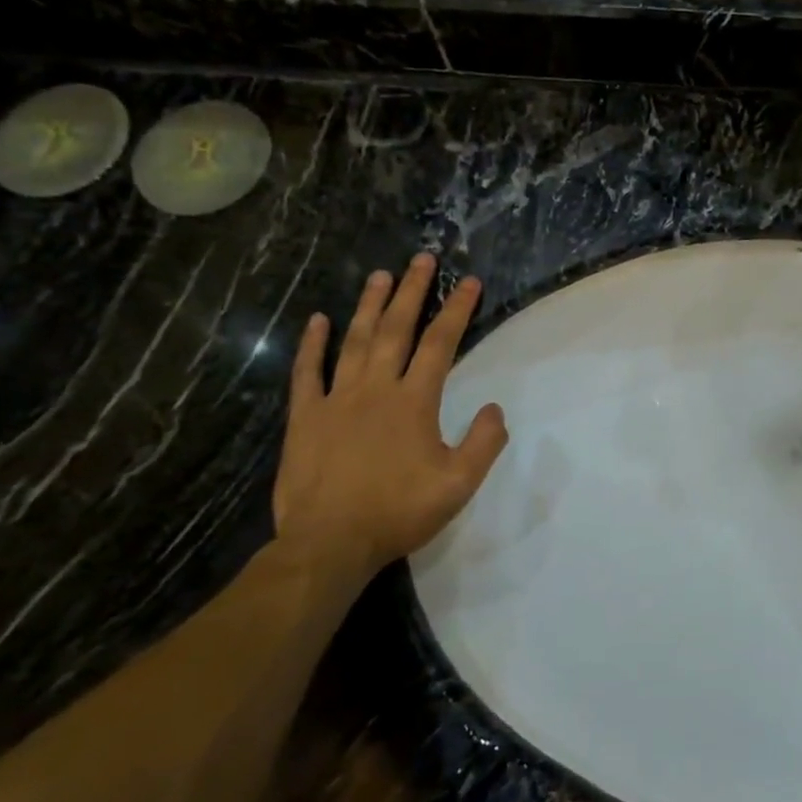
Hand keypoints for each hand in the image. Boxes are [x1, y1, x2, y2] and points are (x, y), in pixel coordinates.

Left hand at [273, 254, 507, 577]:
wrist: (330, 543)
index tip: (467, 281)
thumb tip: (495, 407)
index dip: (456, 310)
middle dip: (411, 291)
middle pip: (396, 329)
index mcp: (414, 401)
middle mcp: (376, 388)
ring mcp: (337, 399)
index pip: (440, 343)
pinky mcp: (306, 417)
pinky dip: (312, 344)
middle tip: (420, 259)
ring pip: (355, 341)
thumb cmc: (398, 512)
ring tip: (379, 274)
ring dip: (369, 305)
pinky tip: (317, 320)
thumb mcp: (459, 485)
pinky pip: (308, 372)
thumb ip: (484, 443)